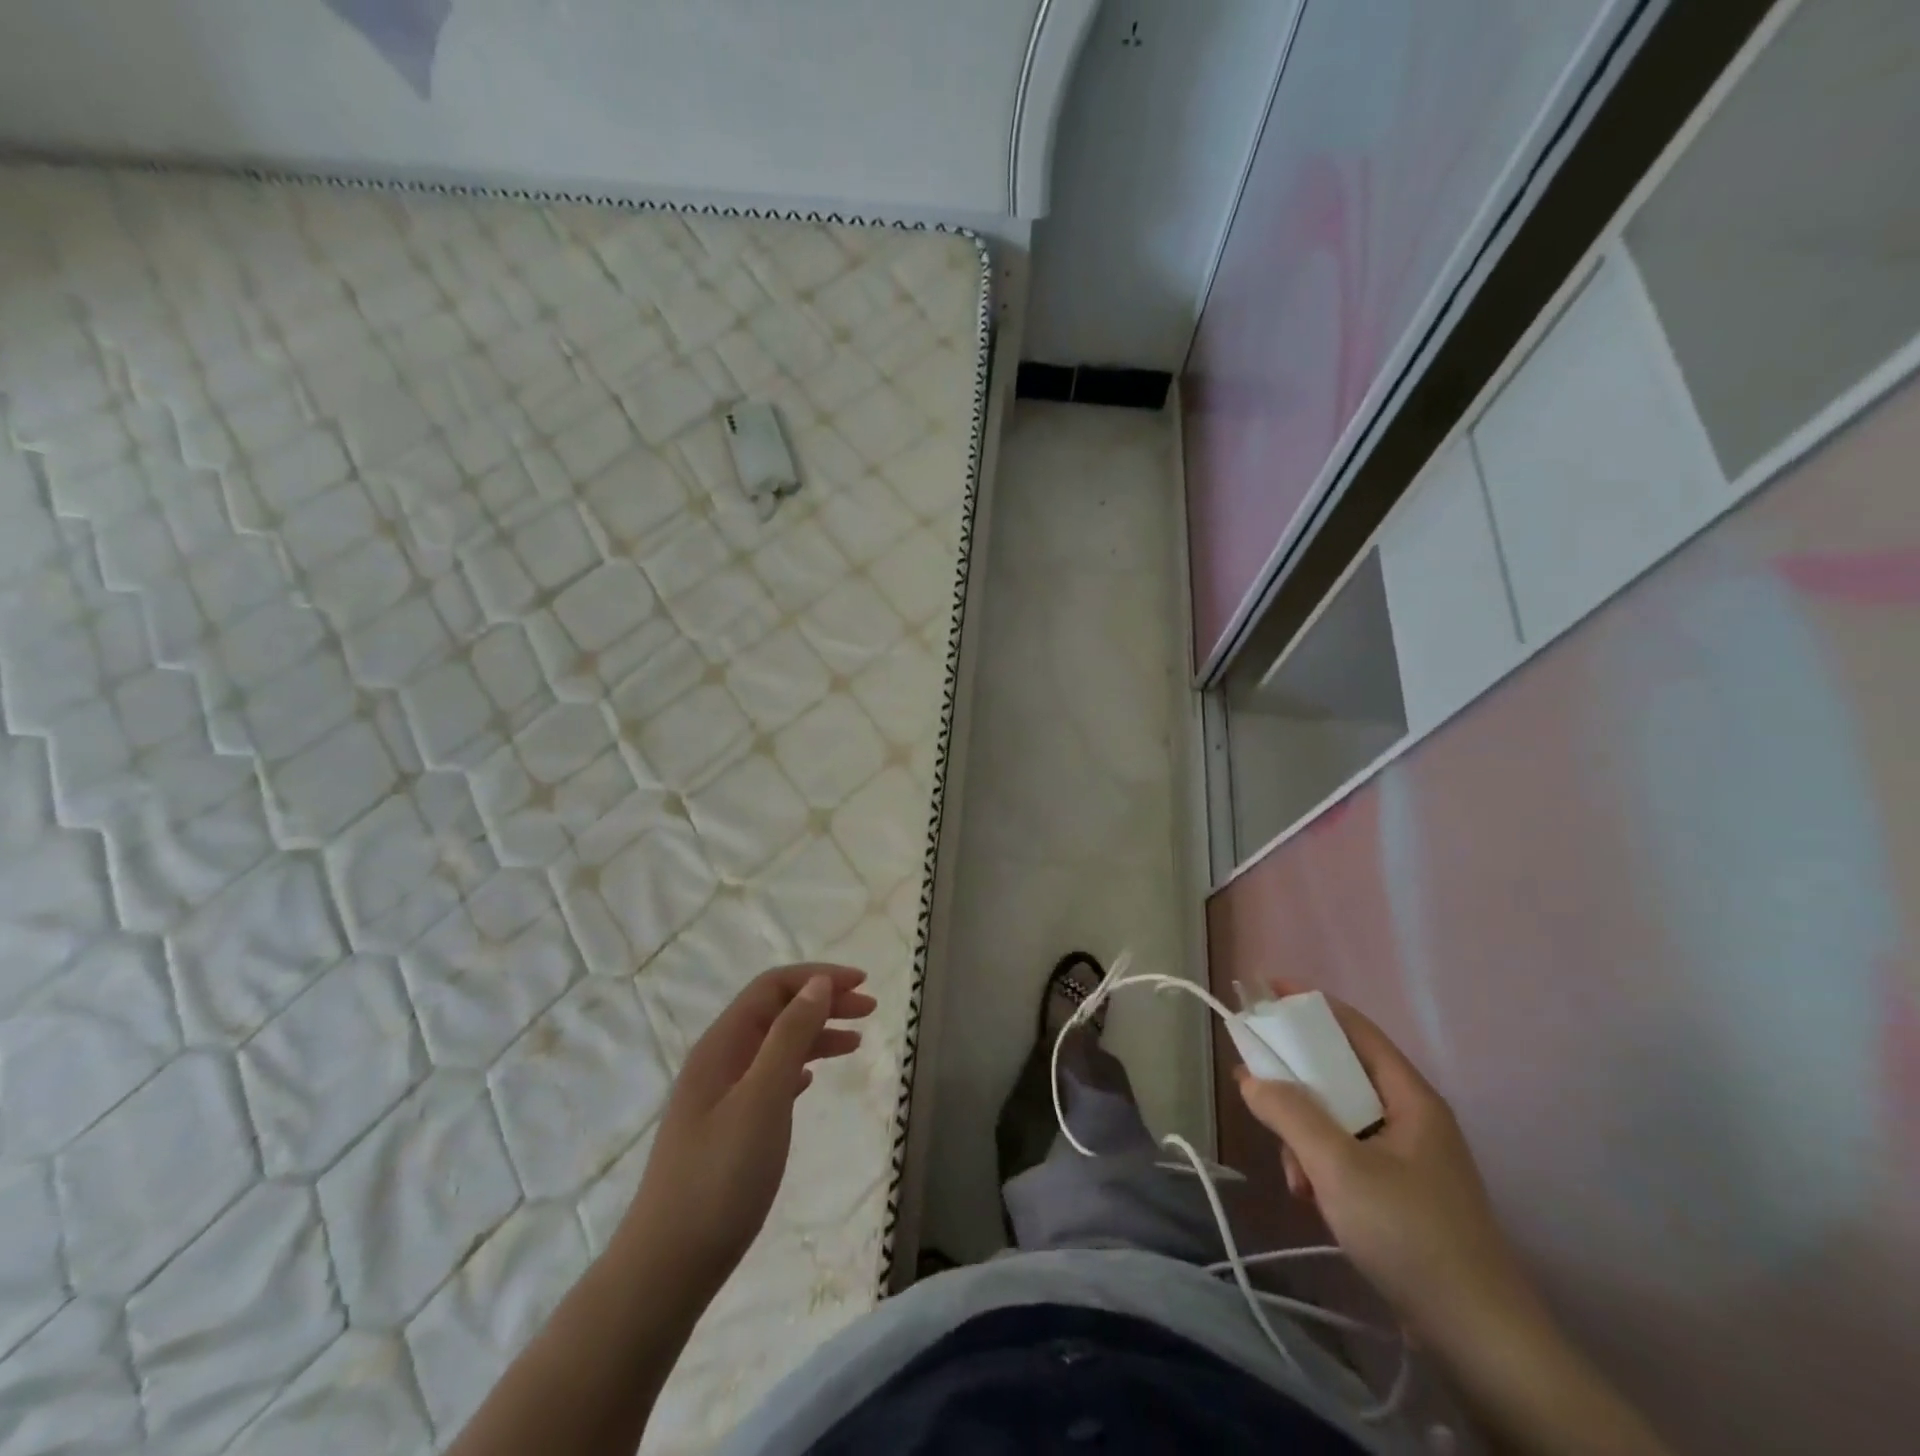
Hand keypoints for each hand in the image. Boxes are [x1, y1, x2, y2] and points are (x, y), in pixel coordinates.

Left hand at [621, 964, 876, 1297]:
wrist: (666, 1268)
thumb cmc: (719, 1178)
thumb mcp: (763, 1099)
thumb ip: (789, 1036)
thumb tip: (817, 984)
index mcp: (722, 1045)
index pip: (772, 987)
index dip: (818, 977)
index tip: (862, 984)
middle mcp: (718, 1060)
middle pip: (775, 1011)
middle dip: (822, 1001)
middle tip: (869, 1010)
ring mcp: (719, 1096)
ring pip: (774, 1045)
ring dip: (814, 1034)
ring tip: (855, 1042)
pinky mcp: (725, 1128)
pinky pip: (768, 1078)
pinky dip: (798, 1066)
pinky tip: (812, 1078)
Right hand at [1235, 985, 1543, 1354]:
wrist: (1480, 1341)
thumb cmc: (1411, 1235)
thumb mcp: (1339, 1168)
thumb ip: (1290, 1113)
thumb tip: (1250, 1077)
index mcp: (1410, 1097)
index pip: (1354, 1028)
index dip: (1310, 1005)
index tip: (1265, 991)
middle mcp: (1411, 1117)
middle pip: (1340, 1074)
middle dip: (1297, 1085)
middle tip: (1257, 1089)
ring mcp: (1409, 1157)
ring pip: (1339, 1118)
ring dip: (1305, 1135)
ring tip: (1294, 1174)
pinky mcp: (1401, 1193)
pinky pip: (1347, 1154)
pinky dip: (1322, 1166)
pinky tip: (1311, 1199)